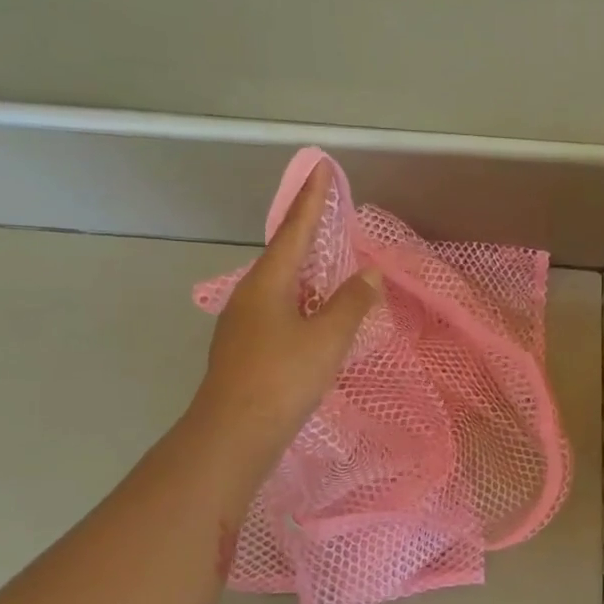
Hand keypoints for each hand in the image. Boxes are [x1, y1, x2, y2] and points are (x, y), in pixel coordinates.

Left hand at [195, 165, 379, 465]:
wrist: (234, 432)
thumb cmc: (283, 377)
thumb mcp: (327, 338)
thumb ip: (351, 303)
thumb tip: (368, 273)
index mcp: (268, 283)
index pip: (293, 230)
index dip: (310, 201)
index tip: (320, 170)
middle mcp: (250, 296)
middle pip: (282, 256)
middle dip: (305, 235)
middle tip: (327, 216)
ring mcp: (243, 324)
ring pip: (279, 287)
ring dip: (303, 273)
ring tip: (326, 266)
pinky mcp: (244, 350)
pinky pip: (277, 312)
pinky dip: (299, 303)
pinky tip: (312, 318)